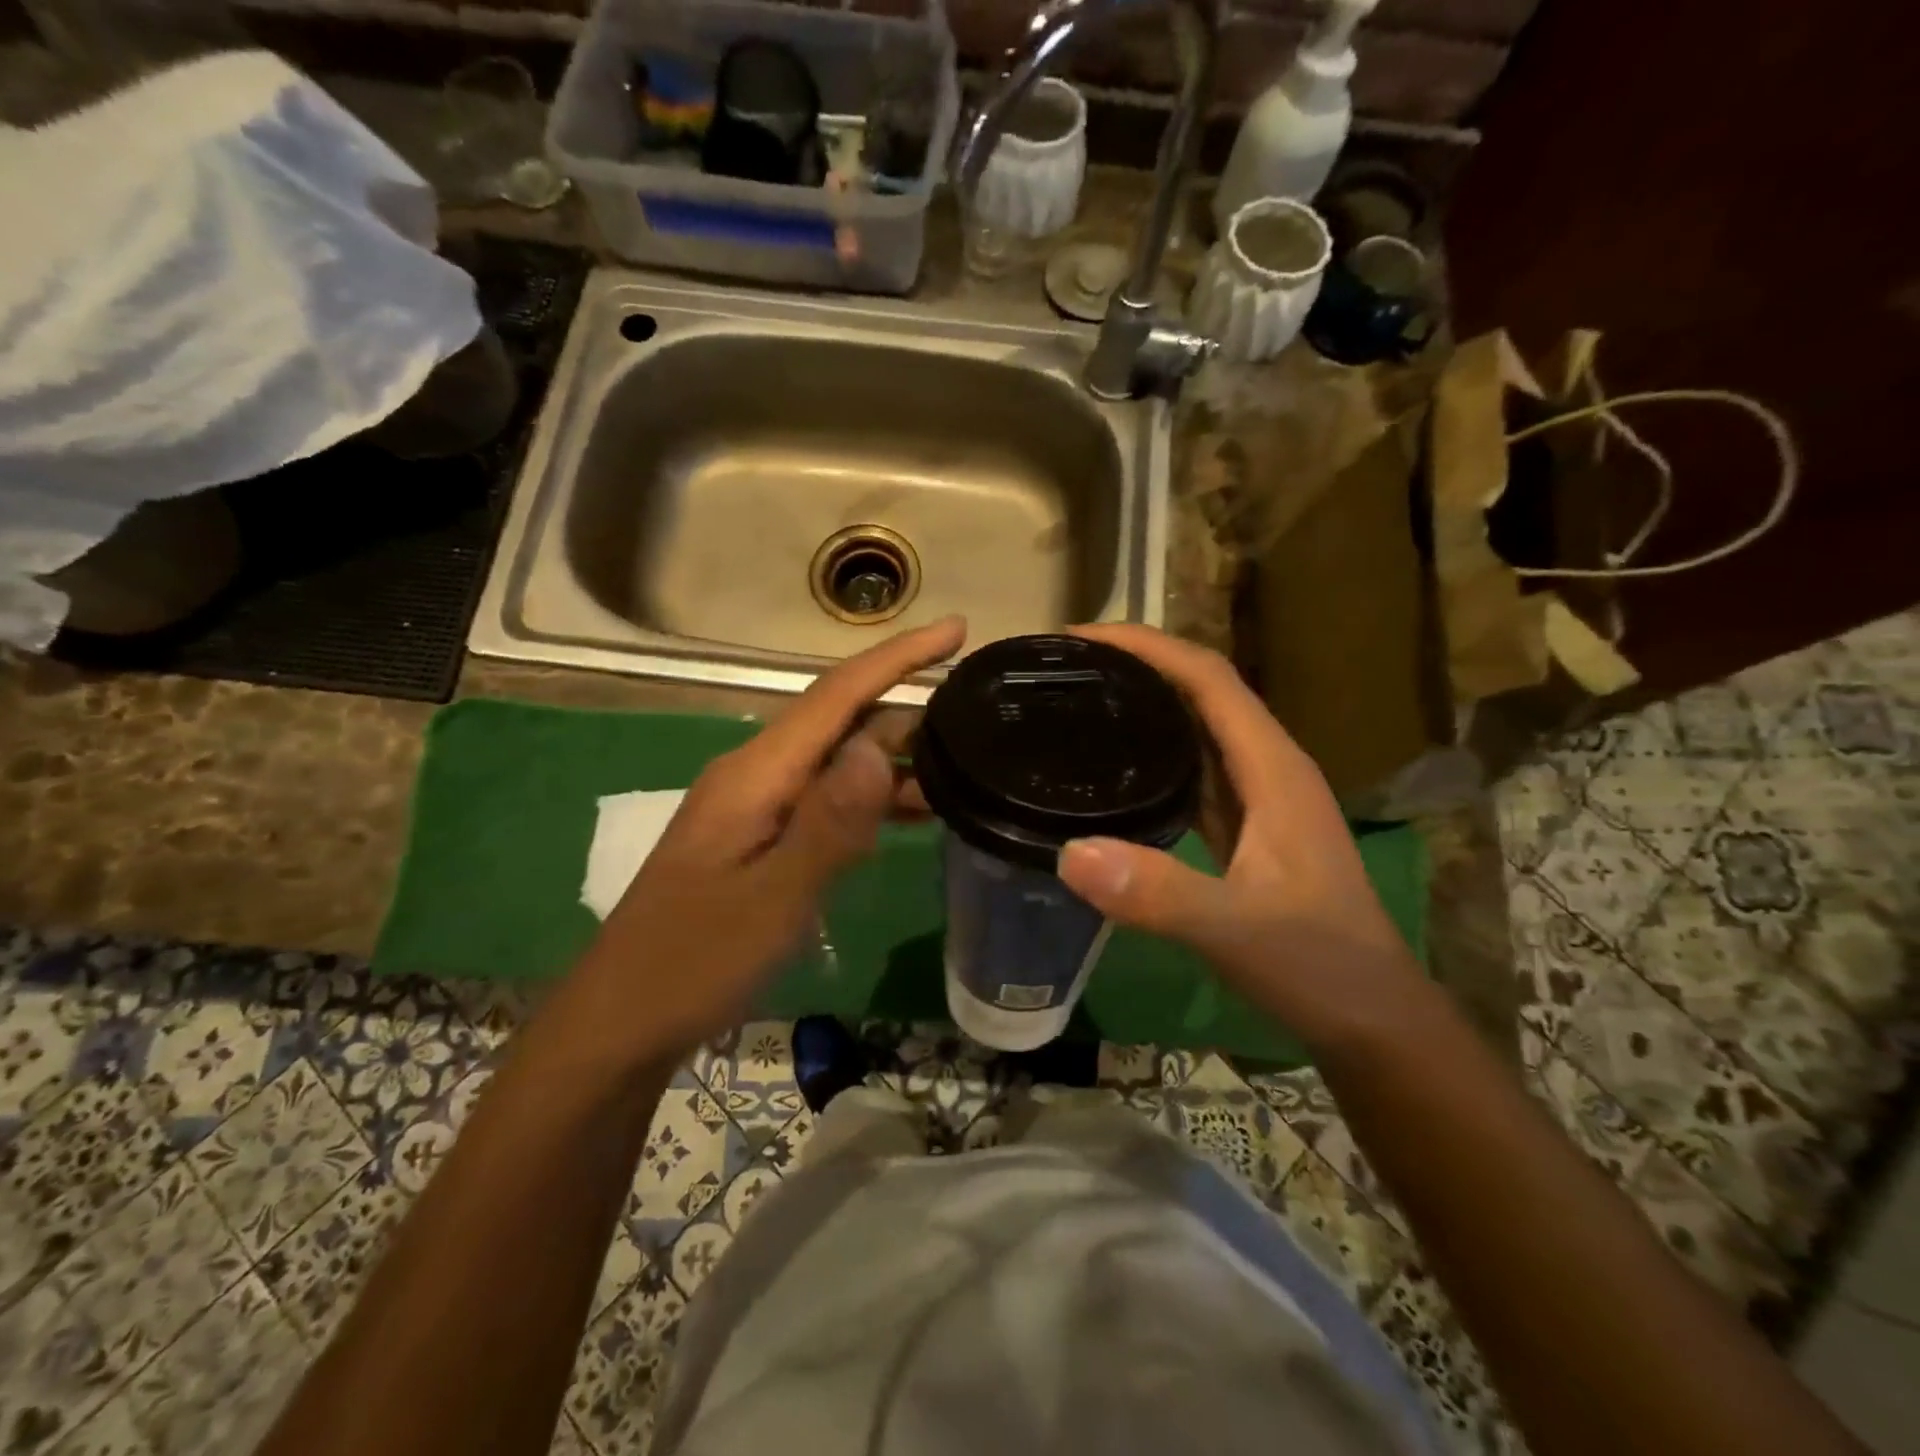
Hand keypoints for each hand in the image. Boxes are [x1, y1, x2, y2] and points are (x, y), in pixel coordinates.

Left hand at [577, 617, 965, 1059]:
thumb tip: (878, 745)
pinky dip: (871, 800)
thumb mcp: (773, 898)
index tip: (956, 630)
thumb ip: (829, 822)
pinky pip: (826, 800)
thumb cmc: (694, 962)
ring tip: (960, 769)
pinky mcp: (759, 840)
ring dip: (894, 760)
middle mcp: (755, 775)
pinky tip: (910, 816)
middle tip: (977, 713)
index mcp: (756, 774)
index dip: (898, 657)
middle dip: (907, 708)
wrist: (622, 1022)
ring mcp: (755, 808)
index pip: (837, 695)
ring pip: (837, 762)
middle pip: (840, 721)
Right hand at [1055, 624, 1425, 1050]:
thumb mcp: (1236, 930)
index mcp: (1273, 768)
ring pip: (1197, 728)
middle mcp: (1268, 768)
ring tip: (1079, 700)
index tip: (1078, 638)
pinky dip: (1153, 753)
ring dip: (1145, 704)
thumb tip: (1070, 851)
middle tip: (1064, 668)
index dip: (1147, 646)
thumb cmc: (1318, 966)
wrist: (1370, 1020)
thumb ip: (1160, 893)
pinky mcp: (1246, 829)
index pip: (1208, 677)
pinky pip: (1194, 770)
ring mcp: (1259, 799)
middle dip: (1137, 664)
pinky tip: (1113, 768)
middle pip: (1201, 690)